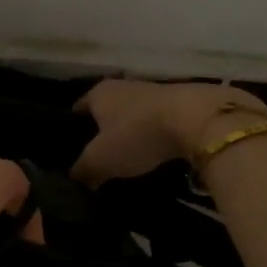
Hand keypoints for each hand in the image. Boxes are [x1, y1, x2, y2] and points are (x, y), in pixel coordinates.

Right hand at [71, 79, 266, 186]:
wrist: (197, 118)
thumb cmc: (138, 134)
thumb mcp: (100, 160)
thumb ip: (82, 170)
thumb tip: (73, 180)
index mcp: (98, 93)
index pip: (76, 109)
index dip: (71, 129)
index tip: (69, 149)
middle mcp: (122, 86)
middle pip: (105, 111)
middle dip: (101, 131)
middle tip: (96, 157)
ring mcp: (152, 92)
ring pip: (131, 115)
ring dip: (129, 133)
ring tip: (125, 158)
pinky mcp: (178, 103)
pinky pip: (155, 122)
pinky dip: (152, 135)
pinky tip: (152, 152)